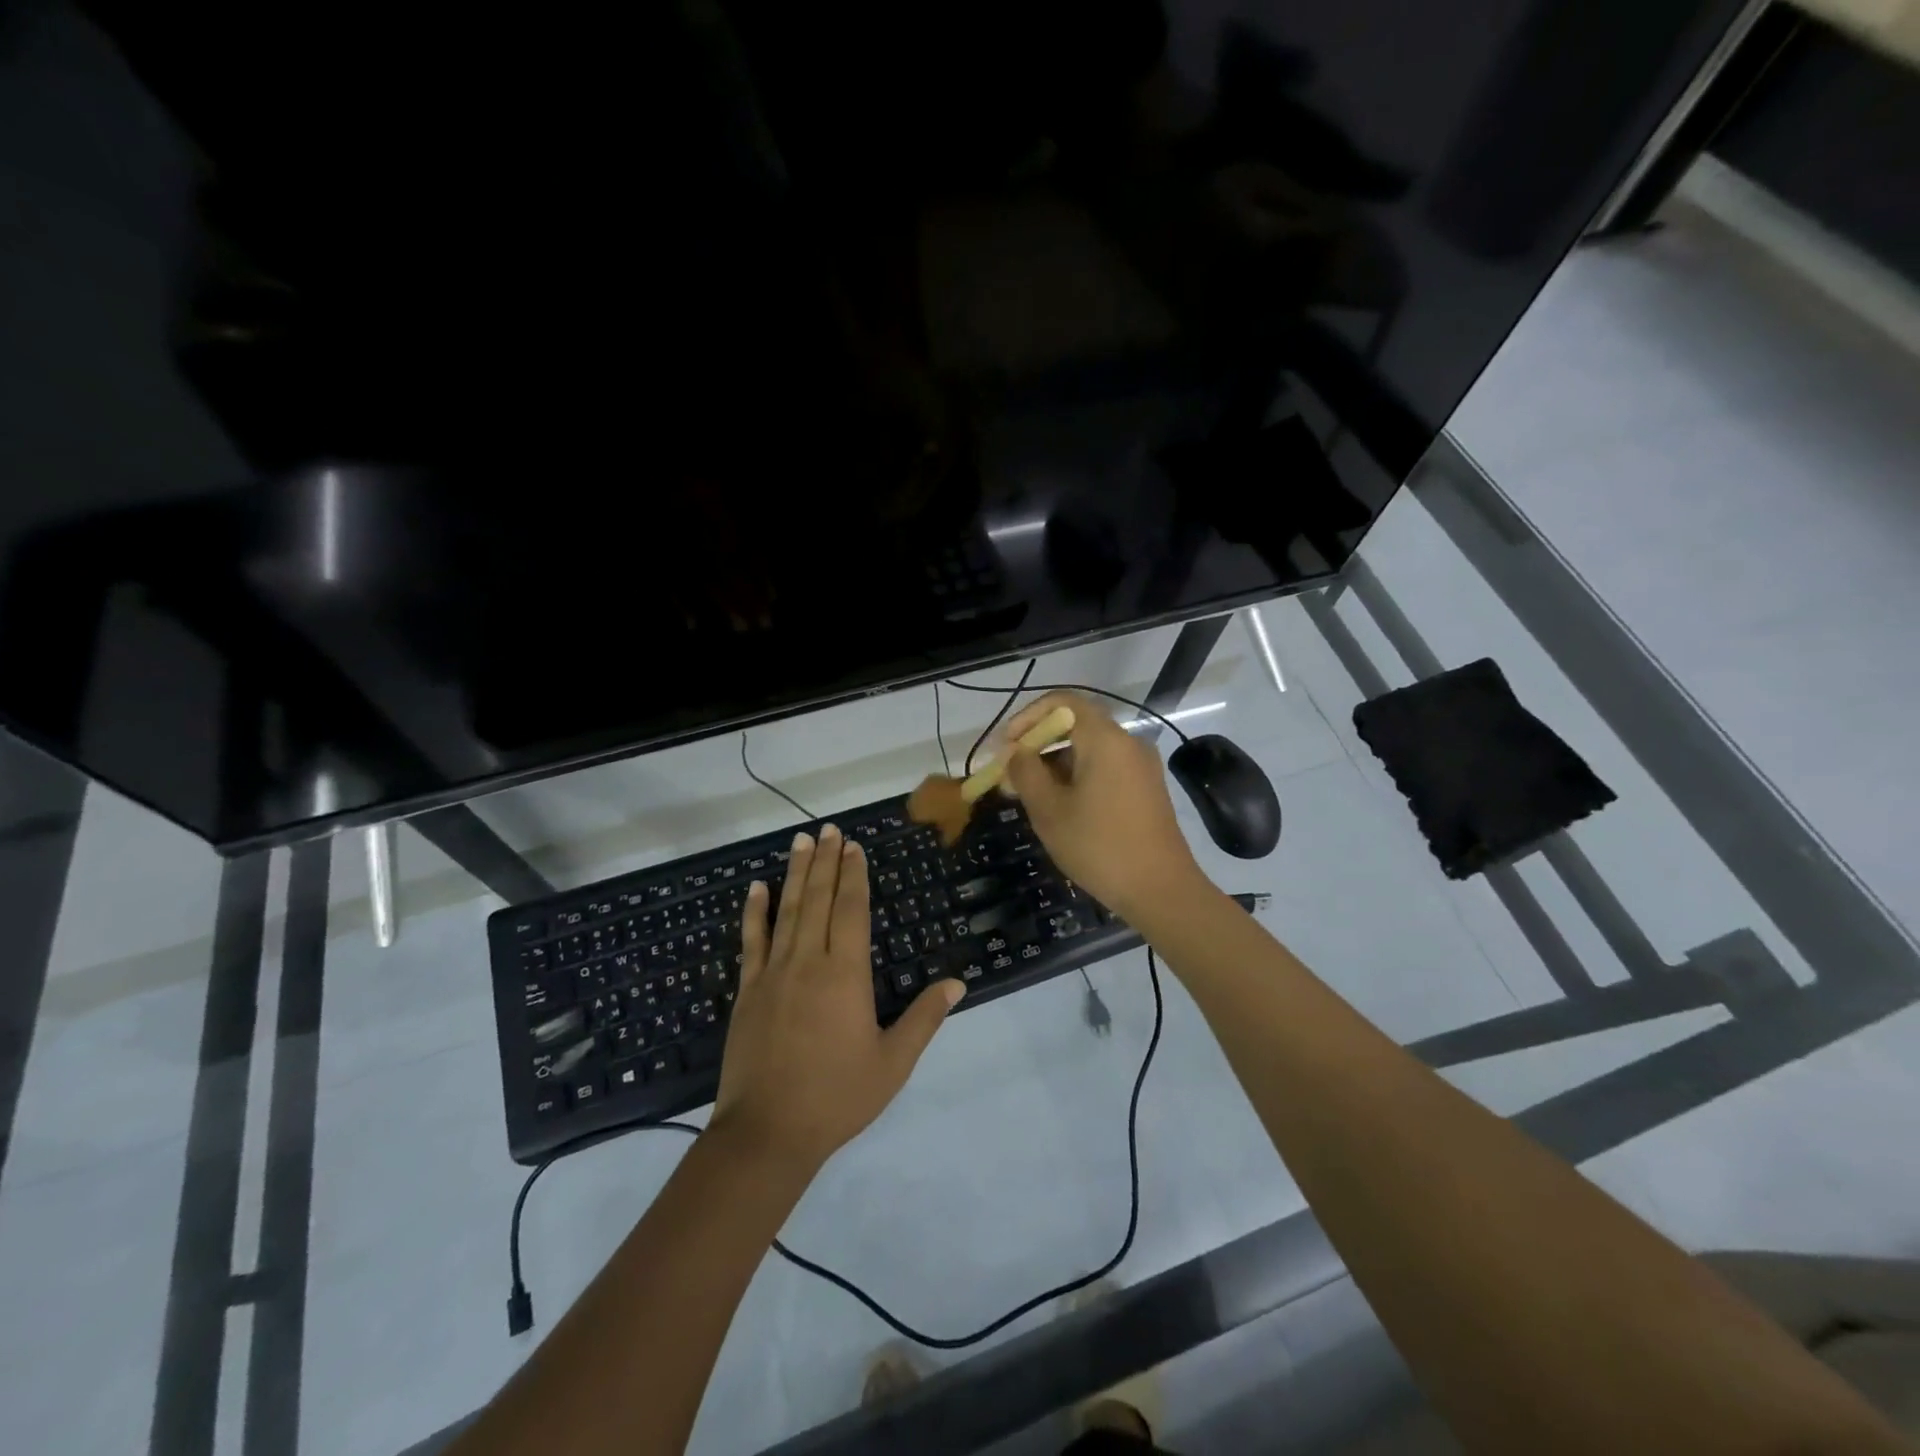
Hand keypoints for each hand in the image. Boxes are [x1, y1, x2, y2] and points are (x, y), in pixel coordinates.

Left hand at [713, 824, 963, 1170]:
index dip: (854, 876)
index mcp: (846, 975)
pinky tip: (757, 888)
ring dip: (795, 873)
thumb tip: (957, 982)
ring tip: (801, 841)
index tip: (854, 846)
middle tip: (829, 829)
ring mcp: (773, 973)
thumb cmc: (837, 1097)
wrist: (768, 1133)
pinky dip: (754, 911)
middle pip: (819, 900)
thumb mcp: (893, 1063)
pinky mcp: (748, 990)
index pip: (851, 911)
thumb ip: (924, 1018)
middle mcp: (809, 962)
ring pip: (787, 911)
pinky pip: (751, 941)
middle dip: (826, 861)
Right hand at [998, 692, 1206, 922]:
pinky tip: (1061, 807)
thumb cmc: (1099, 846)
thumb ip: (1025, 772)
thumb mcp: (1049, 810)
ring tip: (1031, 796)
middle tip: (1012, 774)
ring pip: (1090, 749)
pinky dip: (1078, 776)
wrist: (1161, 890)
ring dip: (1056, 763)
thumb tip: (1015, 752)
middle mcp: (1128, 742)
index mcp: (1105, 739)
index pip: (1063, 702)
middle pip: (1076, 724)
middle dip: (1039, 744)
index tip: (1007, 746)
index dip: (1028, 717)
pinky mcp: (1146, 788)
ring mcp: (1141, 766)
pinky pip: (1106, 767)